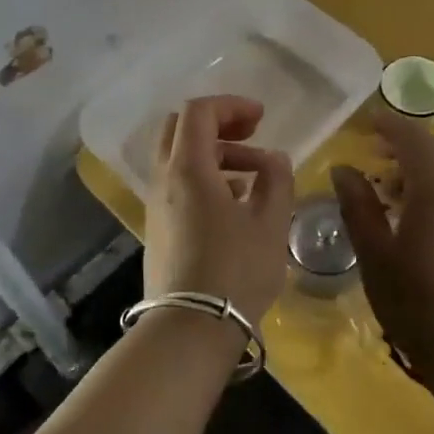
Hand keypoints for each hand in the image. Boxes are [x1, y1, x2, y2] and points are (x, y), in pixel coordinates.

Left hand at [144, 95, 295, 325]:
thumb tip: (274, 159)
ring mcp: (156, 204)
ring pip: (179, 159)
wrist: (191, 327)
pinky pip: (178, 185)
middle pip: (180, 128)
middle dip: (217, 124)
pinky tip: (235, 203)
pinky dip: (204, 178)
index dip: (231, 105)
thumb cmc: (236, 270)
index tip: (262, 118)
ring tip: (254, 176)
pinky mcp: (158, 227)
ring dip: (215, 154)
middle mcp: (164, 179)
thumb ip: (276, 180)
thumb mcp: (270, 222)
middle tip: (252, 135)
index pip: (198, 112)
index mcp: (188, 168)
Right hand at [331, 113, 433, 380]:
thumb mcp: (374, 252)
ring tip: (389, 187)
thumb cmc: (415, 300)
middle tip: (373, 151)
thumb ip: (358, 205)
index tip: (365, 122)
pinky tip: (415, 216)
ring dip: (420, 169)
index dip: (389, 126)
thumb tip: (344, 168)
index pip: (413, 139)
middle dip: (404, 145)